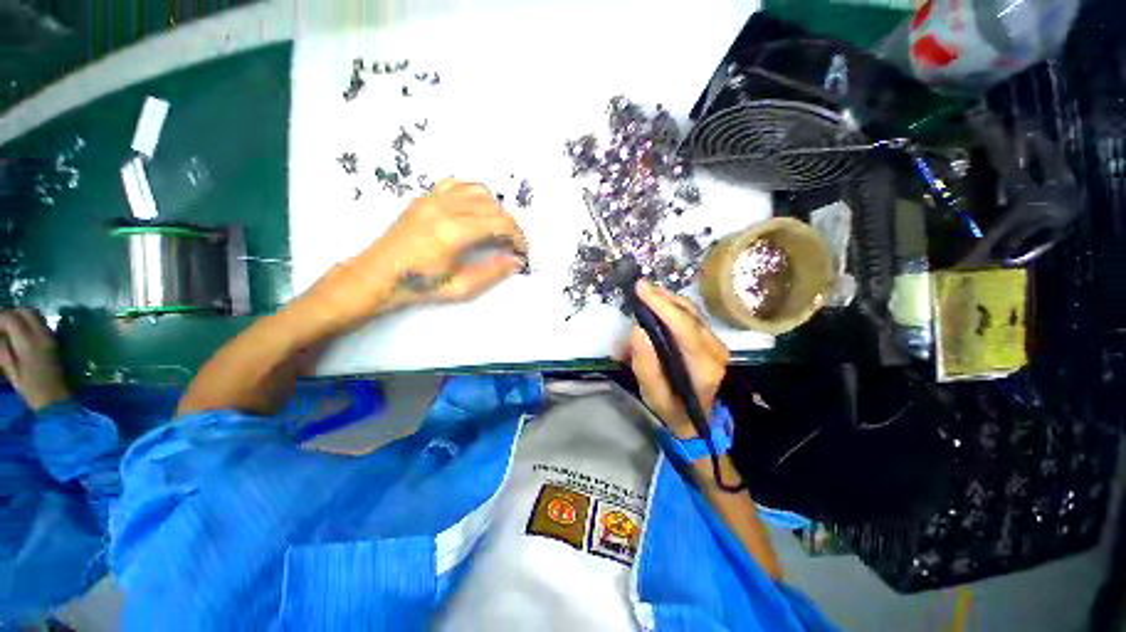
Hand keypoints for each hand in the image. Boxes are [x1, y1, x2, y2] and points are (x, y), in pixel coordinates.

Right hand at [0, 308, 70, 410]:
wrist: (56, 398)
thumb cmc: (30, 388)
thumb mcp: (11, 369)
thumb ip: (3, 348)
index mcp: (29, 343)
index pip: (11, 318)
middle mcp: (43, 335)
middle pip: (26, 311)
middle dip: (11, 313)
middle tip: (0, 323)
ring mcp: (52, 337)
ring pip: (35, 315)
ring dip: (21, 316)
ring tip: (9, 327)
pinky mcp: (56, 340)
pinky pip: (42, 323)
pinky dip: (29, 322)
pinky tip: (21, 333)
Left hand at [304, 179, 528, 329]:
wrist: (377, 275)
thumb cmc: (419, 285)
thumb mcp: (460, 287)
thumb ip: (492, 272)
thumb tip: (516, 261)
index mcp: (454, 231)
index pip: (501, 224)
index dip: (518, 237)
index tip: (521, 253)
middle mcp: (445, 207)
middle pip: (494, 207)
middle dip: (511, 226)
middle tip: (512, 246)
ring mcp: (433, 198)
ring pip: (479, 191)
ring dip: (495, 209)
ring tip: (496, 229)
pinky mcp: (425, 197)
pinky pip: (458, 184)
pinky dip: (474, 194)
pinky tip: (475, 211)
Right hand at [617, 282, 729, 438]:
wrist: (696, 419)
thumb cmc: (672, 408)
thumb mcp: (653, 394)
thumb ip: (646, 365)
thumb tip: (638, 330)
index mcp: (704, 366)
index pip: (684, 327)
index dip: (662, 306)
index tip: (641, 289)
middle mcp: (716, 349)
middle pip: (690, 314)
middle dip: (663, 298)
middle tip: (640, 288)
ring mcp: (717, 343)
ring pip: (692, 311)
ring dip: (668, 299)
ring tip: (646, 293)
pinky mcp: (711, 339)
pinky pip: (692, 315)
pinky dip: (673, 306)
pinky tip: (659, 303)